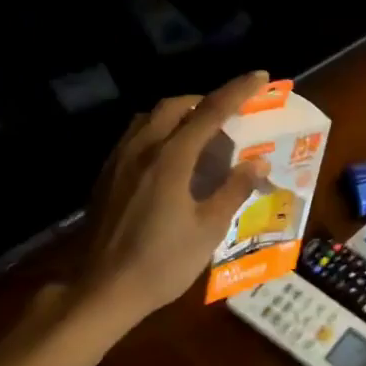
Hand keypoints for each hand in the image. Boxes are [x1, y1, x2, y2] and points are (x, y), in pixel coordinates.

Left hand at [78, 72, 272, 323]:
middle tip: (228, 115)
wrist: (105, 288)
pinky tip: (167, 158)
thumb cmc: (163, 263)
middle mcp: (142, 148)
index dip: (237, 92)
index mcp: (170, 158)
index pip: (210, 112)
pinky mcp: (106, 176)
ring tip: (199, 133)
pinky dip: (158, 132)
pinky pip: (134, 136)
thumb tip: (257, 164)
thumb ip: (233, 190)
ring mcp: (119, 160)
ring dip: (178, 114)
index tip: (260, 76)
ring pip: (149, 117)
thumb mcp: (208, 230)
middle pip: (174, 105)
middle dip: (204, 100)